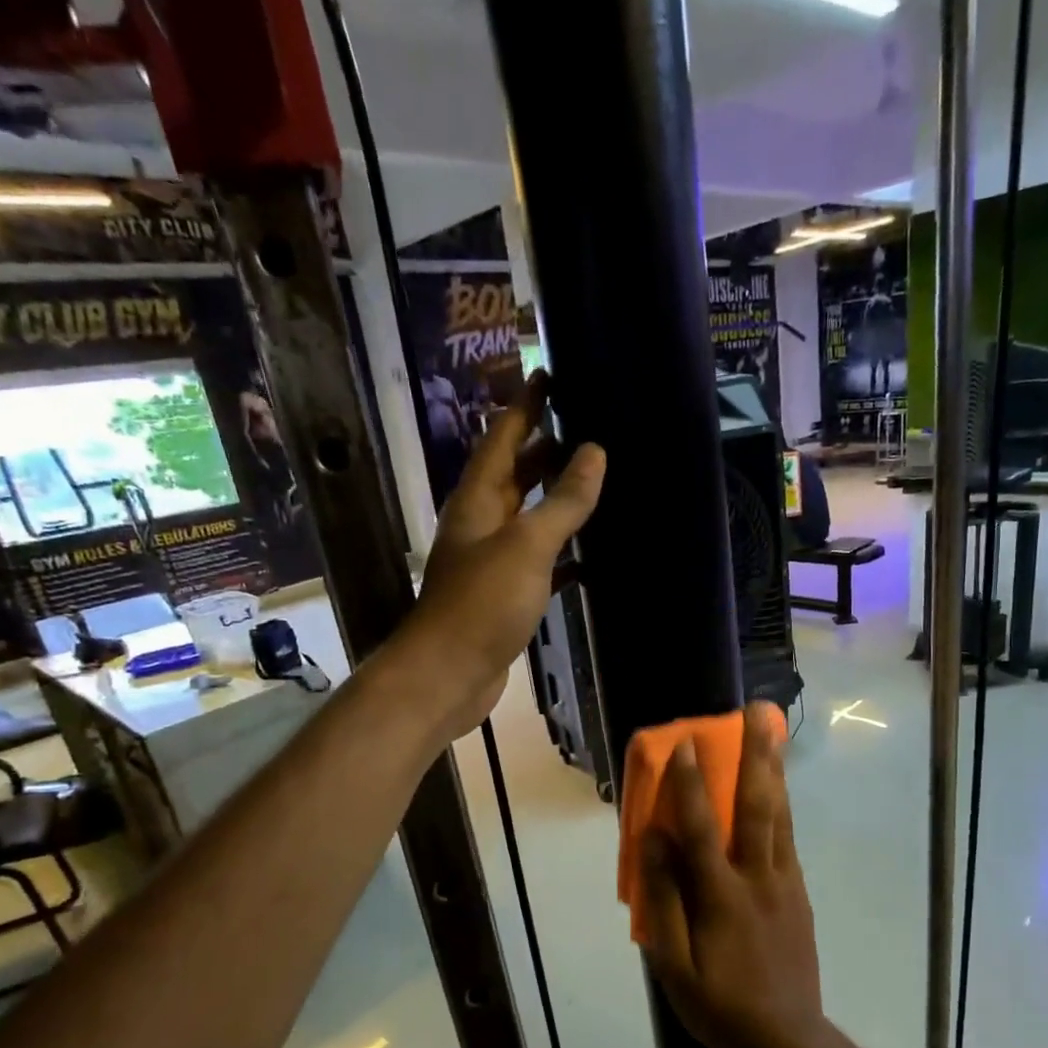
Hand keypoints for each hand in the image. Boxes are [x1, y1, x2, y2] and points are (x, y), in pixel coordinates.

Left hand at [398, 373, 604, 740]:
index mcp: (478, 500)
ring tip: (597, 480)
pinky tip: (593, 555)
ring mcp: (493, 562)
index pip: (502, 437)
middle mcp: (481, 524)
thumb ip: (562, 501)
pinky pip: (541, 562)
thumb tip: (593, 451)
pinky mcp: (506, 597)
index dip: (525, 405)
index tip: (547, 373)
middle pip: (515, 474)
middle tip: (588, 426)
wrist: (450, 674)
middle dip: (545, 449)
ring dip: (557, 500)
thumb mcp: (527, 545)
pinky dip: (564, 554)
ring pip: (529, 518)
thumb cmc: (482, 603)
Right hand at [636, 702, 823, 1047]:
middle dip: (756, 756)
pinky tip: (778, 788)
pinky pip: (788, 838)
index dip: (688, 784)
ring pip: (781, 815)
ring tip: (773, 732)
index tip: (683, 743)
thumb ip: (663, 900)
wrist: (788, 1038)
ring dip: (775, 770)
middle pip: (758, 806)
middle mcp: (758, 877)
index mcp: (721, 896)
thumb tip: (654, 842)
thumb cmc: (720, 1005)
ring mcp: (784, 882)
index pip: (702, 829)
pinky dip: (782, 804)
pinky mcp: (798, 892)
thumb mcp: (674, 966)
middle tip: (756, 713)